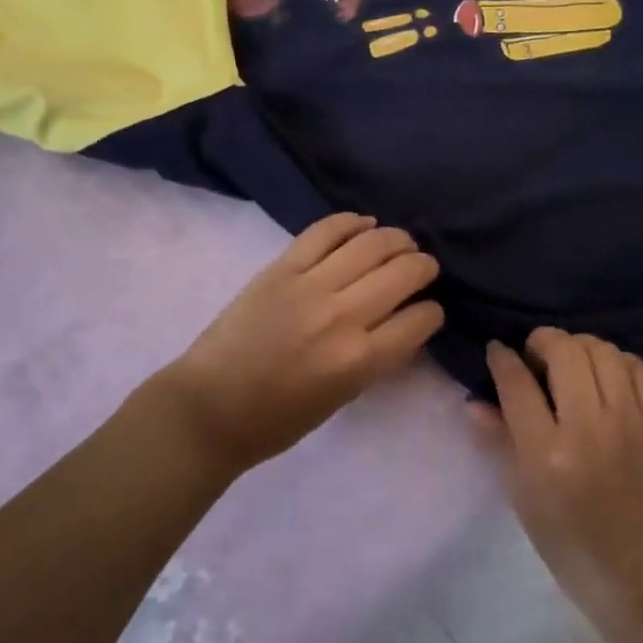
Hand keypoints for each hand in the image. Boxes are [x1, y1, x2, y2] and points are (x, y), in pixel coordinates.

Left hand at [156, 215, 442, 477]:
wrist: (210, 407)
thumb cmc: (278, 419)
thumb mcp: (343, 397)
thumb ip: (377, 358)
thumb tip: (402, 322)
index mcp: (360, 360)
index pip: (420, 319)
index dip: (432, 312)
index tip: (428, 310)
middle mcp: (343, 316)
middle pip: (403, 273)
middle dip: (423, 267)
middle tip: (423, 268)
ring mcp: (310, 286)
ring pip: (371, 244)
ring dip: (396, 239)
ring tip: (401, 243)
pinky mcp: (282, 268)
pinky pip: (325, 231)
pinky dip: (351, 223)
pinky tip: (364, 224)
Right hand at [475, 329, 642, 629]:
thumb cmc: (571, 545)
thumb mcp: (523, 499)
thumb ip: (498, 442)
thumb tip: (475, 401)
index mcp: (546, 452)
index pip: (517, 383)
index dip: (502, 358)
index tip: (497, 350)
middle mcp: (587, 425)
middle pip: (564, 352)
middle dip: (542, 340)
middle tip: (534, 353)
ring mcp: (628, 419)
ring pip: (603, 351)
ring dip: (580, 345)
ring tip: (570, 360)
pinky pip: (639, 367)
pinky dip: (618, 359)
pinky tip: (606, 372)